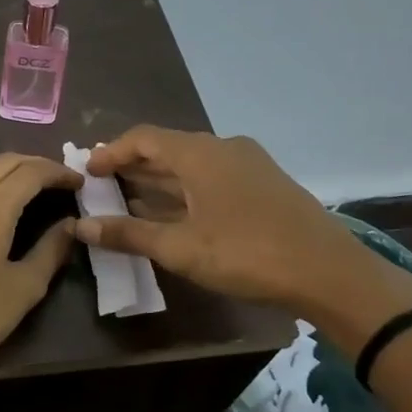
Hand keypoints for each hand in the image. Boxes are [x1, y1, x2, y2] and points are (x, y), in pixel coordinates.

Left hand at [0, 153, 81, 363]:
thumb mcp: (26, 285)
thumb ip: (51, 249)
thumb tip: (70, 224)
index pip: (31, 172)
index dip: (58, 171)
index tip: (79, 182)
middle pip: (4, 162)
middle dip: (34, 165)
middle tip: (58, 181)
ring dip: (5, 171)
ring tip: (25, 188)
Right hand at [77, 126, 411, 319]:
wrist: (330, 273)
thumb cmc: (247, 253)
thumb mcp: (180, 248)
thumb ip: (128, 234)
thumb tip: (80, 227)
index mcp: (200, 153)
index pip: (143, 138)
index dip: (111, 152)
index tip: (87, 171)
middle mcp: (223, 148)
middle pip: (167, 148)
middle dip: (132, 166)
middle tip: (102, 185)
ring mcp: (248, 165)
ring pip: (191, 165)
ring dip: (158, 181)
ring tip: (128, 200)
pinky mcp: (264, 186)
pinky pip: (211, 178)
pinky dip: (184, 190)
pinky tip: (172, 215)